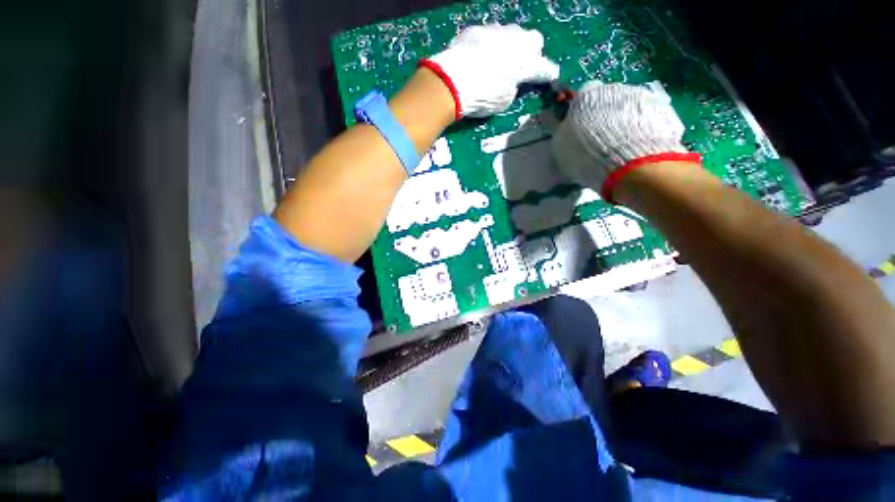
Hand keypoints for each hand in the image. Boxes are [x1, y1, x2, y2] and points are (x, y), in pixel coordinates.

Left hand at [421, 24, 559, 117]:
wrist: (452, 81)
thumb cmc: (482, 97)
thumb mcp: (503, 102)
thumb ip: (513, 88)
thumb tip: (511, 82)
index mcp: (526, 64)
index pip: (545, 68)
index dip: (547, 74)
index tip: (548, 77)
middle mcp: (516, 41)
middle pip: (533, 40)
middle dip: (529, 52)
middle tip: (519, 67)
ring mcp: (496, 31)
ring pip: (511, 34)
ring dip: (508, 46)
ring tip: (495, 62)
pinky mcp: (477, 29)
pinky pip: (488, 36)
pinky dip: (486, 46)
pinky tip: (476, 58)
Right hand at [551, 81, 698, 202]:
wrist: (628, 163)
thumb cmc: (585, 153)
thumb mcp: (561, 145)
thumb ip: (559, 129)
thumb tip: (554, 119)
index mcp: (587, 95)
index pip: (581, 96)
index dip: (580, 111)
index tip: (579, 127)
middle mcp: (614, 88)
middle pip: (606, 100)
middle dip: (603, 115)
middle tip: (601, 139)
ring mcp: (640, 96)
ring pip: (627, 106)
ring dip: (623, 120)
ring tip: (621, 144)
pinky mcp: (661, 109)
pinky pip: (646, 116)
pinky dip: (641, 126)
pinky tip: (638, 144)